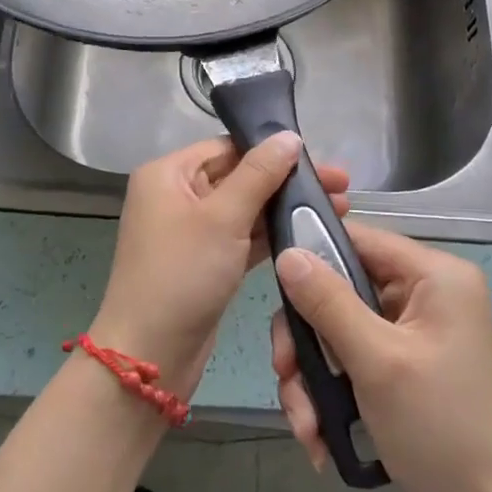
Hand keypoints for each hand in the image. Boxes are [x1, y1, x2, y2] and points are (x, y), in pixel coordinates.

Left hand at [92, 133, 348, 396]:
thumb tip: (288, 136)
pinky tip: (310, 234)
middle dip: (287, 181)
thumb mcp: (223, 218)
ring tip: (337, 209)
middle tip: (342, 187)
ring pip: (245, 208)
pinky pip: (242, 237)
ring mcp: (190, 230)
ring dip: (285, 208)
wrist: (150, 356)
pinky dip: (272, 235)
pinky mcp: (205, 261)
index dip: (273, 150)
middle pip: (239, 176)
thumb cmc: (182, 274)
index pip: (227, 147)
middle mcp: (175, 195)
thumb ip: (259, 174)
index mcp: (168, 173)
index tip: (319, 160)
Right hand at [271, 224, 491, 491]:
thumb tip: (288, 254)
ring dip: (314, 376)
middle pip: (341, 290)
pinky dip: (333, 393)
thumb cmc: (442, 427)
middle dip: (308, 340)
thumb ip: (328, 304)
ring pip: (341, 330)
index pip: (359, 239)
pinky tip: (322, 435)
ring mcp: (416, 331)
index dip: (312, 257)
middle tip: (285, 373)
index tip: (276, 290)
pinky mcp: (406, 364)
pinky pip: (355, 359)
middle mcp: (426, 293)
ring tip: (306, 426)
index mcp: (434, 275)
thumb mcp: (377, 362)